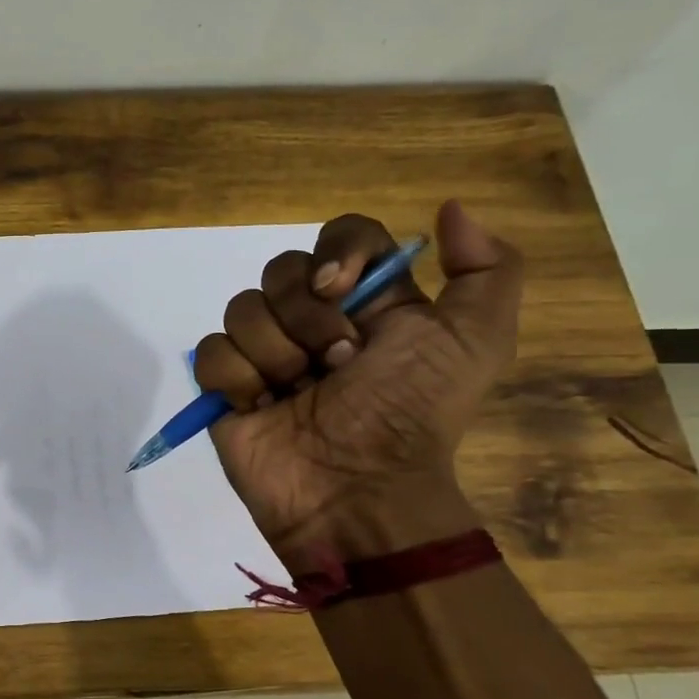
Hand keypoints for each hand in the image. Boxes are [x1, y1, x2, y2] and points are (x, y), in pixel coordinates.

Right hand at [193, 201, 520, 569]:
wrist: (356, 490)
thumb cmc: (411, 414)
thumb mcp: (475, 342)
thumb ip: (486, 269)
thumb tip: (448, 208)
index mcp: (369, 303)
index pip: (341, 237)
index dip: (337, 252)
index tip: (342, 289)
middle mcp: (314, 320)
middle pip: (283, 270)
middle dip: (307, 318)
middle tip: (337, 364)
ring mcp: (266, 354)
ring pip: (242, 308)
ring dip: (275, 353)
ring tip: (298, 393)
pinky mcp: (227, 387)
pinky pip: (212, 352)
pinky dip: (238, 378)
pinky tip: (262, 407)